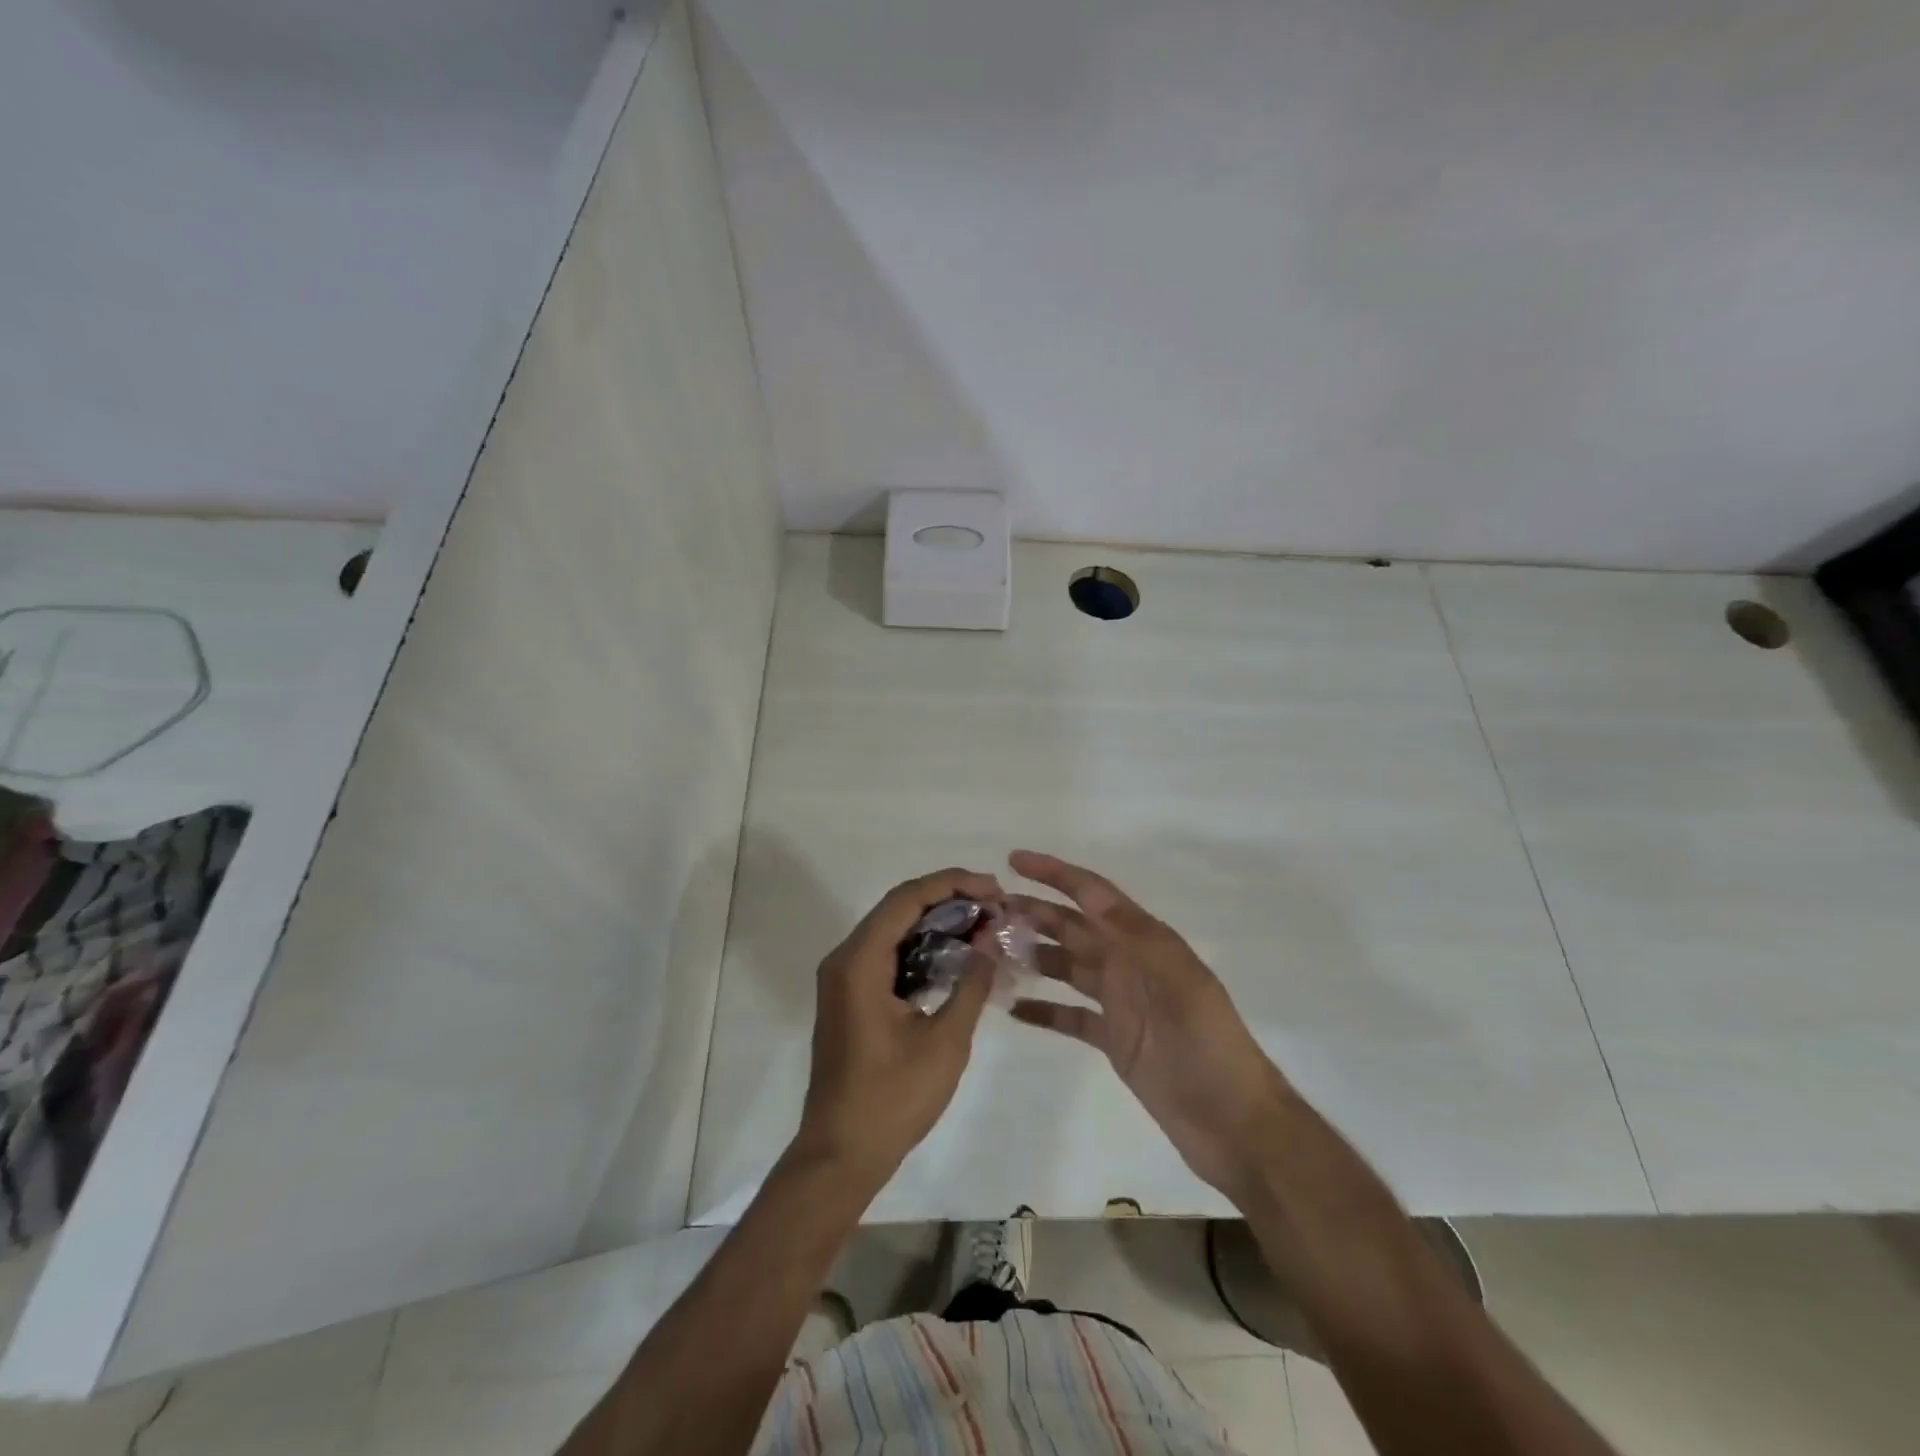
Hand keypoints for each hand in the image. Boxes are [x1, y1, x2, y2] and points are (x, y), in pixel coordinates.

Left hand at [792, 867, 1003, 1194]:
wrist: (841, 1154)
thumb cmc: (892, 1099)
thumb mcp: (945, 1042)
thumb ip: (970, 983)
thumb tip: (991, 939)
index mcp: (860, 962)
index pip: (907, 898)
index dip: (953, 884)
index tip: (994, 889)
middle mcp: (845, 958)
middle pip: (899, 907)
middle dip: (949, 899)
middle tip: (995, 906)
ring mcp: (844, 977)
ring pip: (894, 929)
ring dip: (937, 922)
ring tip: (984, 925)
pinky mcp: (851, 996)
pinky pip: (888, 954)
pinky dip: (922, 947)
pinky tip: (957, 955)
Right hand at [1006, 850, 1293, 1200]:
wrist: (1234, 1123)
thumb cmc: (1207, 1044)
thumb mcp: (1176, 980)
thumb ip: (1132, 934)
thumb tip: (1090, 889)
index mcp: (1145, 942)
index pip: (1093, 895)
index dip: (1055, 873)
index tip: (1014, 860)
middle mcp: (1129, 964)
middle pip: (1073, 928)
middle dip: (1034, 913)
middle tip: (988, 911)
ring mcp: (1120, 1003)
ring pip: (1067, 967)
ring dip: (1033, 956)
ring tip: (992, 953)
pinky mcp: (1114, 1040)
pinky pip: (1070, 1016)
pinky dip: (1044, 1010)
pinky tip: (1013, 1009)